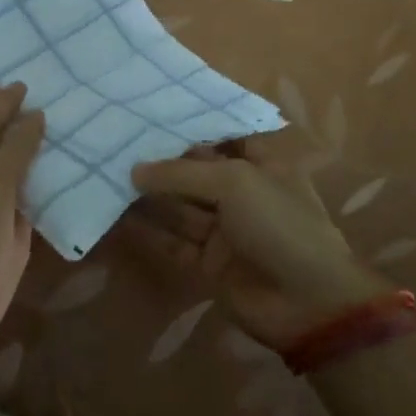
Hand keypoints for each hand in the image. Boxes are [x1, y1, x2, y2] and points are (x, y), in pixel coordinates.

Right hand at [130, 140, 388, 349]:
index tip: (149, 112)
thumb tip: (135, 170)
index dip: (189, 126)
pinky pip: (173, 242)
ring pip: (179, 206)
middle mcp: (241, 192)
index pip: (221, 136)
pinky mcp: (208, 264)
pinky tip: (116, 217)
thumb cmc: (279, 224)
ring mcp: (224, 230)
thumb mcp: (234, 183)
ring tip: (106, 175)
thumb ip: (182, 173)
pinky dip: (148, 231)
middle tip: (115, 143)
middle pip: (194, 171)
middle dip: (160, 160)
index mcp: (260, 164)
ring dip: (148, 195)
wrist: (308, 303)